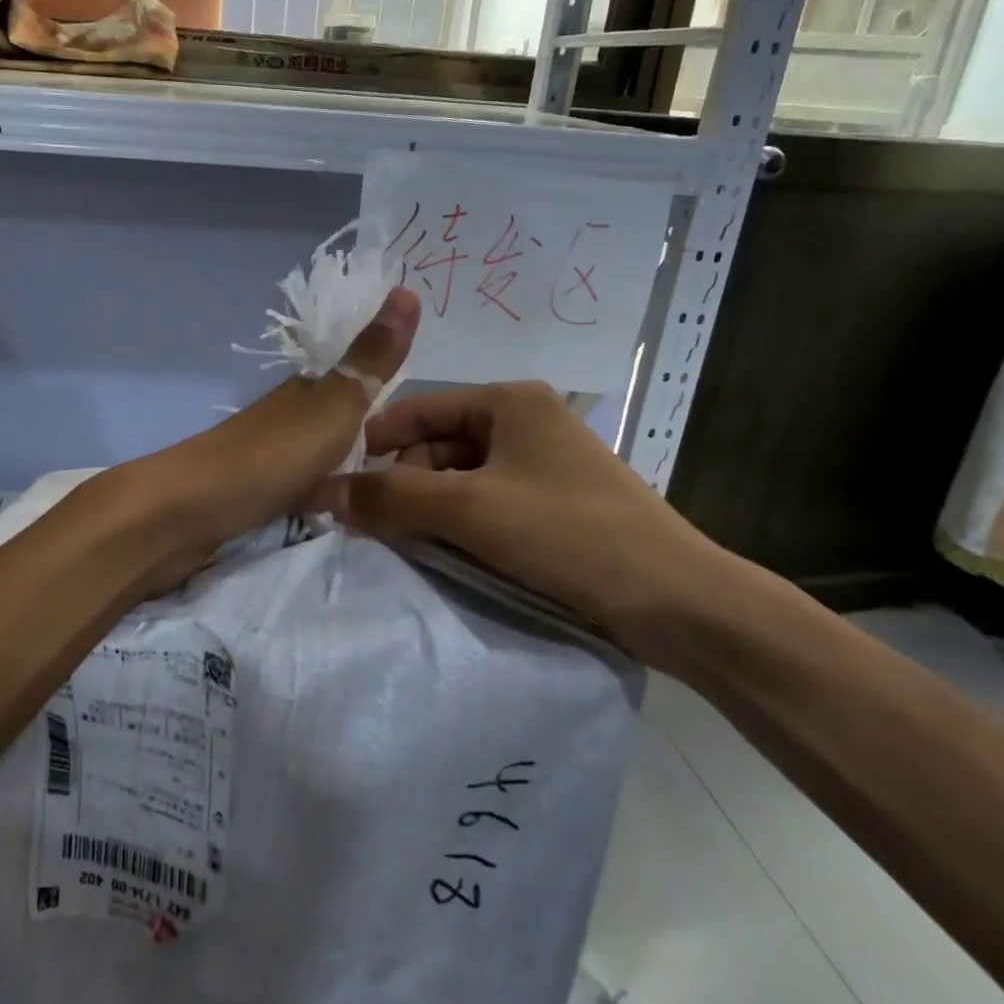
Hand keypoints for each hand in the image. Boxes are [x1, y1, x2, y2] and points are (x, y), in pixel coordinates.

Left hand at [115, 286, 420, 575]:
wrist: (190, 509)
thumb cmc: (270, 455)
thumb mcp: (334, 404)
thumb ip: (371, 359)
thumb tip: (408, 288)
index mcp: (308, 390)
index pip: (358, 381)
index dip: (389, 392)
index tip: (430, 425)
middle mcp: (288, 416)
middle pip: (340, 420)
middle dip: (374, 437)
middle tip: (420, 469)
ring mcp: (269, 455)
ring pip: (322, 455)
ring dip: (349, 467)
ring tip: (391, 494)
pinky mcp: (255, 493)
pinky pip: (305, 486)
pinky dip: (325, 493)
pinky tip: (342, 511)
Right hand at [313, 381, 733, 669]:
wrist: (679, 602)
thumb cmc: (569, 533)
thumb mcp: (470, 510)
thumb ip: (392, 497)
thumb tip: (323, 489)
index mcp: (509, 401)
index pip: (419, 409)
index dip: (376, 443)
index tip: (340, 484)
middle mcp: (526, 422)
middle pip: (438, 445)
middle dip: (407, 484)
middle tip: (383, 529)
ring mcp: (543, 466)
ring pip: (461, 480)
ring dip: (433, 511)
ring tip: (416, 548)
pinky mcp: (555, 506)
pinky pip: (489, 506)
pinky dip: (464, 527)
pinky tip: (453, 557)